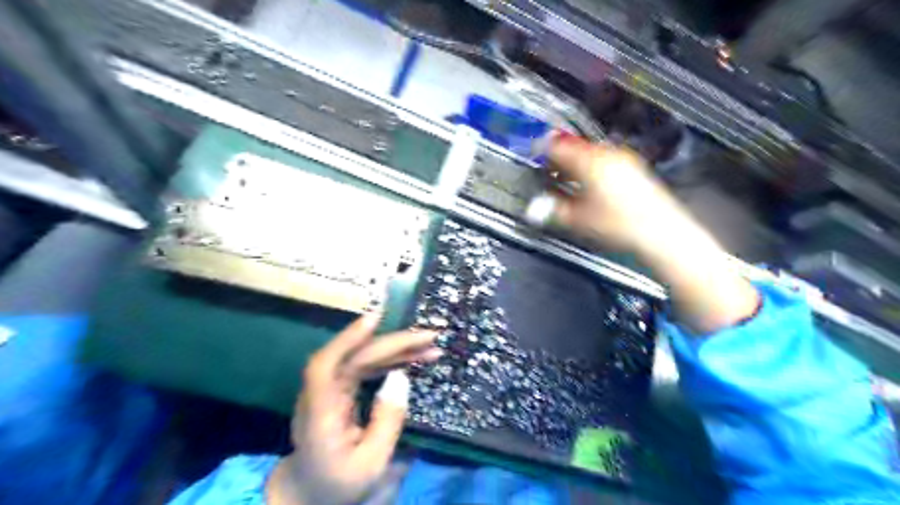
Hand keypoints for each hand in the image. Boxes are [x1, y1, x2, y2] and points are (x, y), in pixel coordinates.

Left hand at [264, 314, 440, 503]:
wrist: (309, 492)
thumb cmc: (338, 483)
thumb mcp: (371, 463)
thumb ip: (387, 421)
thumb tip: (402, 377)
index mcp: (320, 414)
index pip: (325, 366)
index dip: (348, 338)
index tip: (376, 318)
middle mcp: (322, 393)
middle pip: (356, 356)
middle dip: (394, 342)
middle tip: (430, 336)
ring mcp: (332, 389)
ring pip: (364, 358)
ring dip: (398, 349)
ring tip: (430, 347)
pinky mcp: (342, 389)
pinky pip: (368, 367)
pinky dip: (392, 360)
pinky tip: (413, 359)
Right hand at [529, 132, 756, 333]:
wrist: (662, 233)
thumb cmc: (617, 225)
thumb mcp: (578, 220)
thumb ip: (552, 210)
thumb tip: (534, 208)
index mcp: (589, 161)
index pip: (557, 146)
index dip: (541, 151)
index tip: (532, 158)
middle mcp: (606, 154)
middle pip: (574, 148)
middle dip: (557, 159)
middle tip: (546, 174)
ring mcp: (623, 160)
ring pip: (589, 154)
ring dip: (574, 164)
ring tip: (565, 181)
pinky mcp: (634, 169)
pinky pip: (604, 161)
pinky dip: (591, 168)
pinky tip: (589, 186)